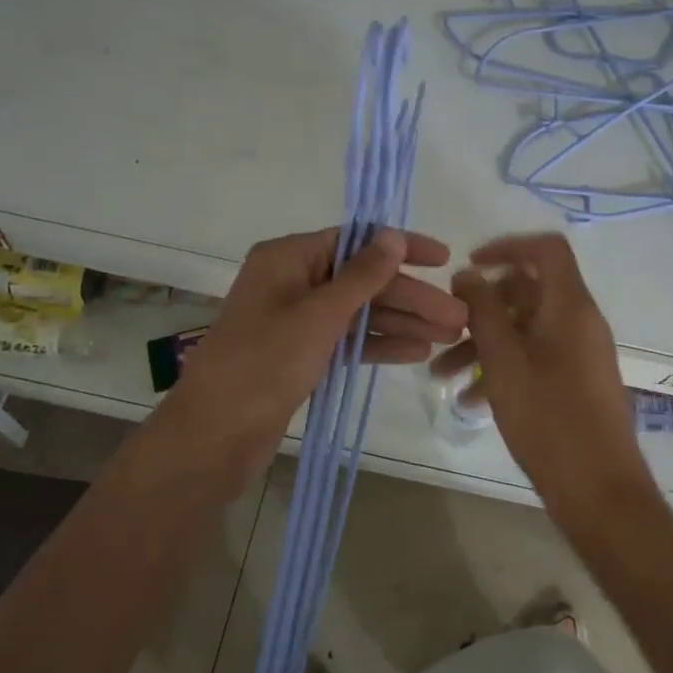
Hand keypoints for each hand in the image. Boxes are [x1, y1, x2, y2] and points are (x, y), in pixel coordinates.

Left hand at [168, 228, 465, 492]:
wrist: (212, 438)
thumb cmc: (263, 365)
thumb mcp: (318, 316)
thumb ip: (361, 276)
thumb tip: (393, 235)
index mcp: (288, 258)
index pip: (356, 240)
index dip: (402, 248)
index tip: (444, 258)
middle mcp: (292, 281)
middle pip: (363, 281)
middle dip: (411, 298)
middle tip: (459, 318)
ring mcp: (296, 320)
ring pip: (359, 313)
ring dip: (403, 323)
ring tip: (450, 337)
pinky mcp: (300, 355)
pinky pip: (347, 340)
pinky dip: (379, 345)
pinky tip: (417, 352)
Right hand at [434, 234, 649, 513]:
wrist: (598, 490)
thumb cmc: (548, 417)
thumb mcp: (503, 359)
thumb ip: (483, 310)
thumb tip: (469, 274)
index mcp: (569, 305)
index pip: (546, 249)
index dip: (507, 246)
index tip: (470, 266)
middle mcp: (578, 321)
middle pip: (527, 291)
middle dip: (480, 308)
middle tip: (444, 328)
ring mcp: (578, 353)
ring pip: (523, 329)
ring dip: (482, 344)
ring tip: (441, 375)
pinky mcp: (574, 381)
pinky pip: (533, 357)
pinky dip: (502, 368)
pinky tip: (470, 401)